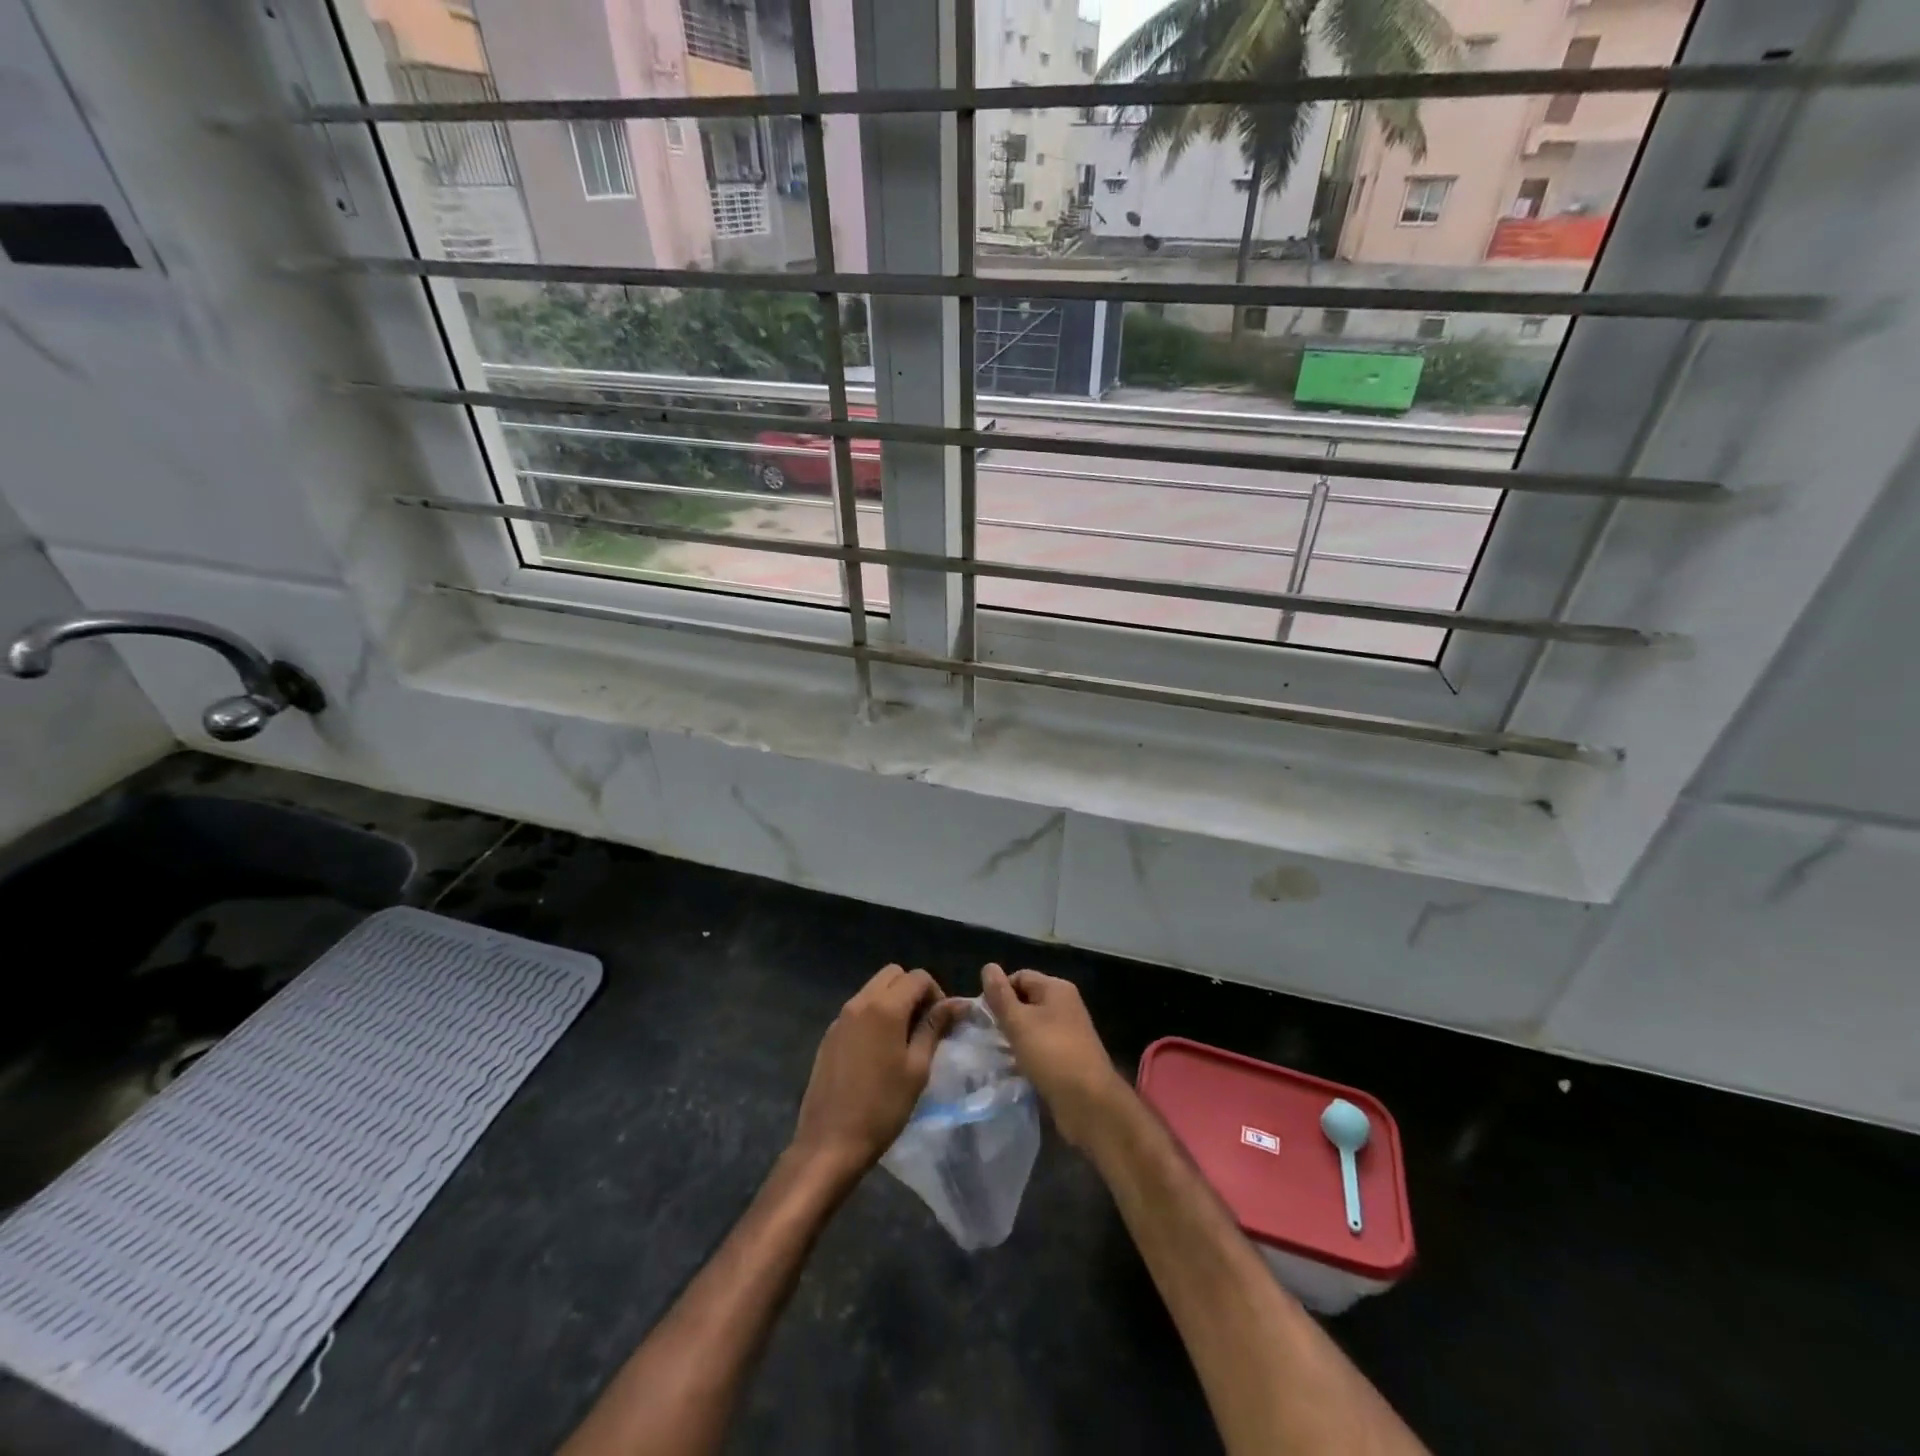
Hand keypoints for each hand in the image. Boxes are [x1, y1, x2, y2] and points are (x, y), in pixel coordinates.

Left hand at [791, 965, 958, 1182]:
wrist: (830, 1142)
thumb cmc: (882, 1107)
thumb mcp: (917, 1068)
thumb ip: (933, 1028)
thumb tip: (954, 1004)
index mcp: (885, 1007)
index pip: (918, 977)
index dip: (936, 993)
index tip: (942, 1023)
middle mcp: (860, 1002)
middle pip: (893, 975)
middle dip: (913, 990)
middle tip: (923, 1024)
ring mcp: (841, 1017)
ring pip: (873, 989)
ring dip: (893, 1001)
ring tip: (903, 1039)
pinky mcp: (829, 1034)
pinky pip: (858, 1009)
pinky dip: (874, 1015)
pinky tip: (878, 1051)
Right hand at [981, 964, 1128, 1150]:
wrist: (1089, 1103)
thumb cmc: (1051, 1054)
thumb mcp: (1019, 1022)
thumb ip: (1000, 995)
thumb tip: (988, 966)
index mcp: (1057, 988)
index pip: (1020, 977)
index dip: (999, 992)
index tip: (983, 1015)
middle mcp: (1065, 1005)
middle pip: (1027, 1000)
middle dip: (1006, 1015)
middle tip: (987, 1034)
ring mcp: (1069, 1032)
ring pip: (1033, 1025)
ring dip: (1015, 1036)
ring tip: (997, 1052)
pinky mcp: (1069, 1056)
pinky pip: (1041, 1046)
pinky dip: (1027, 1053)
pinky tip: (1014, 1067)